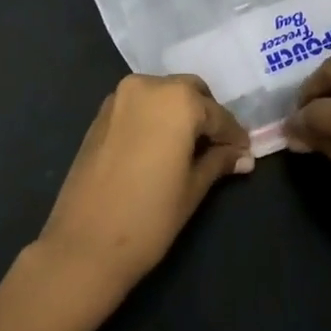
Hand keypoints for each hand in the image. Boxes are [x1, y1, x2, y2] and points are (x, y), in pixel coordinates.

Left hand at [34, 74, 252, 300]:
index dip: (234, 135)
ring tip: (191, 148)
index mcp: (177, 100)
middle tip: (219, 147)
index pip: (217, 115)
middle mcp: (148, 86)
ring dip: (180, 113)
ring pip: (162, 94)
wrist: (84, 244)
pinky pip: (139, 105)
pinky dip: (155, 117)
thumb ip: (219, 162)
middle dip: (207, 115)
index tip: (246, 152)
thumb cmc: (149, 217)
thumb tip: (244, 156)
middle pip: (189, 92)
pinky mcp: (100, 114)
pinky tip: (161, 146)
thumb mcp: (193, 188)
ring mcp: (119, 97)